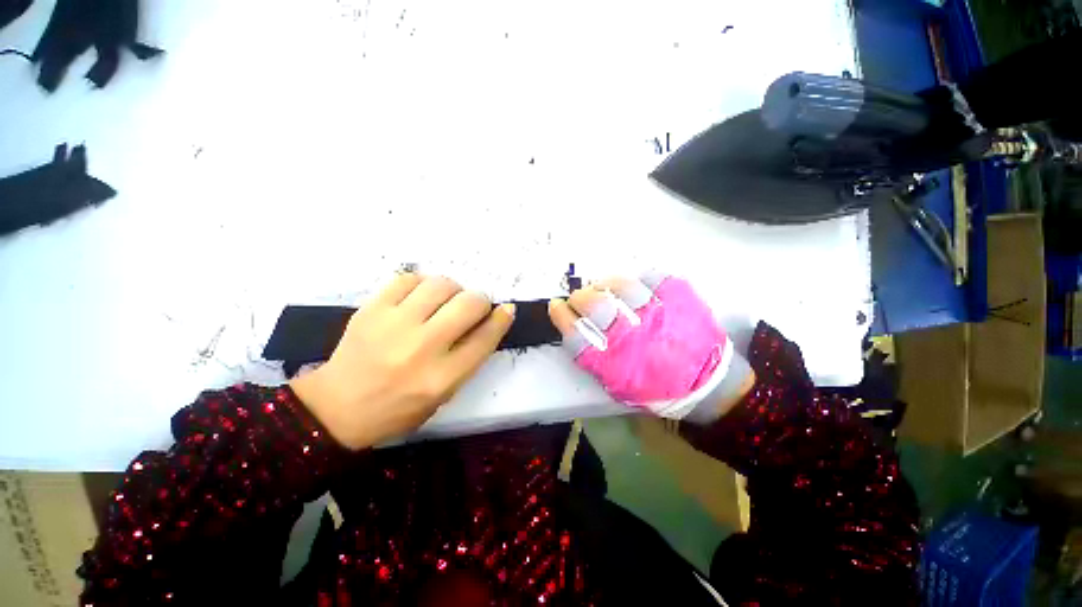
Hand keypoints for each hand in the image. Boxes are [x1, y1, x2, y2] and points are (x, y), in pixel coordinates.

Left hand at [290, 274, 514, 449]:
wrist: (337, 408)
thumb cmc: (399, 408)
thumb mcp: (444, 395)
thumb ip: (470, 358)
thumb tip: (491, 320)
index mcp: (442, 378)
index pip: (486, 337)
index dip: (501, 318)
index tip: (505, 309)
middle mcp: (422, 348)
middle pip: (469, 305)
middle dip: (480, 300)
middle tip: (473, 307)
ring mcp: (394, 325)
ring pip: (441, 285)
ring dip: (453, 289)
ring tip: (446, 301)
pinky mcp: (371, 310)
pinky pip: (408, 279)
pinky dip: (422, 284)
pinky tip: (420, 297)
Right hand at [548, 274, 753, 420]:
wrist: (709, 385)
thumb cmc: (658, 388)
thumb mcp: (618, 386)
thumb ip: (594, 360)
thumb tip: (574, 329)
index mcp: (614, 365)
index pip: (576, 335)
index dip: (562, 316)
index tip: (557, 306)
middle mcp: (632, 338)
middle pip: (595, 307)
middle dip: (580, 298)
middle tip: (580, 298)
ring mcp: (658, 316)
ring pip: (621, 287)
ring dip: (605, 284)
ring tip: (604, 287)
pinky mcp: (680, 300)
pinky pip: (654, 277)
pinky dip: (640, 277)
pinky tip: (636, 283)